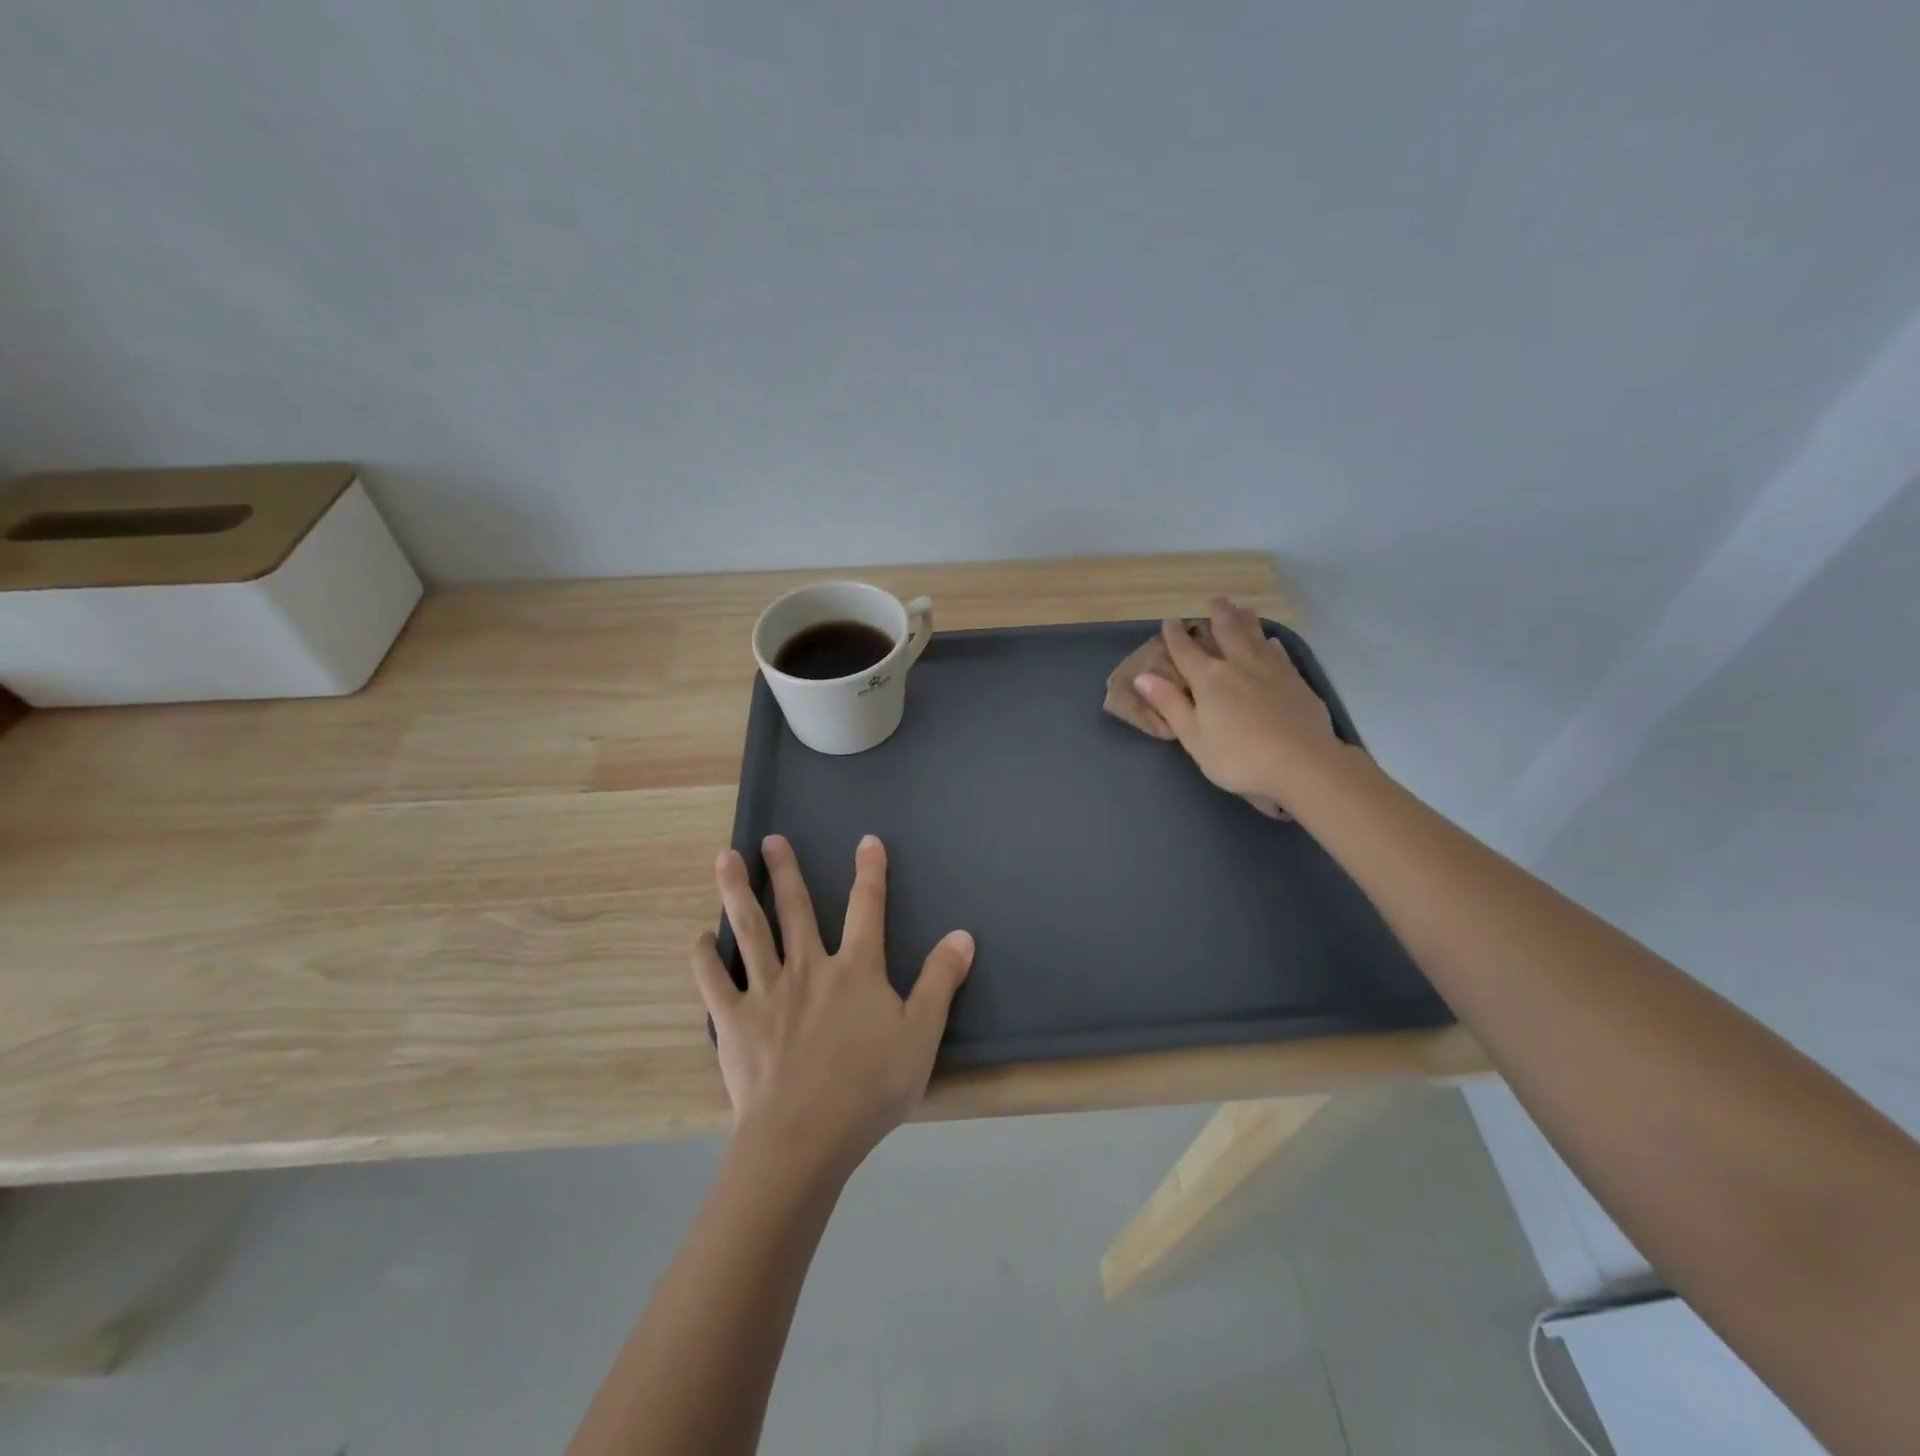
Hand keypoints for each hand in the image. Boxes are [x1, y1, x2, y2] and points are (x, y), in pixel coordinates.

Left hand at [691, 833, 974, 1172]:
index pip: (866, 908)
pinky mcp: (735, 1021)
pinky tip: (700, 937)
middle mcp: (808, 968)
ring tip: (725, 859)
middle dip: (786, 871)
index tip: (867, 841)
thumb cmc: (869, 1087)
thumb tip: (962, 935)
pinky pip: (714, 981)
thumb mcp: (921, 1035)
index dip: (870, 872)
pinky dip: (705, 957)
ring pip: (751, 931)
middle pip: (796, 909)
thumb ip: (940, 982)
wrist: (805, 1136)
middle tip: (771, 839)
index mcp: (855, 970)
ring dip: (738, 892)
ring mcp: (767, 992)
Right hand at [1133, 597, 1339, 804]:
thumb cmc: (1238, 756)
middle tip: (1213, 600)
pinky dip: (1270, 642)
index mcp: (1209, 679)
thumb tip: (1142, 677)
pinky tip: (1272, 641)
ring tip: (1241, 609)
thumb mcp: (1194, 737)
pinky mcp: (1295, 680)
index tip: (1170, 621)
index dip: (1176, 635)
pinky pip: (1279, 651)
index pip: (1186, 651)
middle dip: (1217, 614)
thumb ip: (1170, 704)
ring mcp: (1271, 670)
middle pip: (1227, 631)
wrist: (1302, 763)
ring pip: (1255, 635)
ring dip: (1245, 619)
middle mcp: (1239, 665)